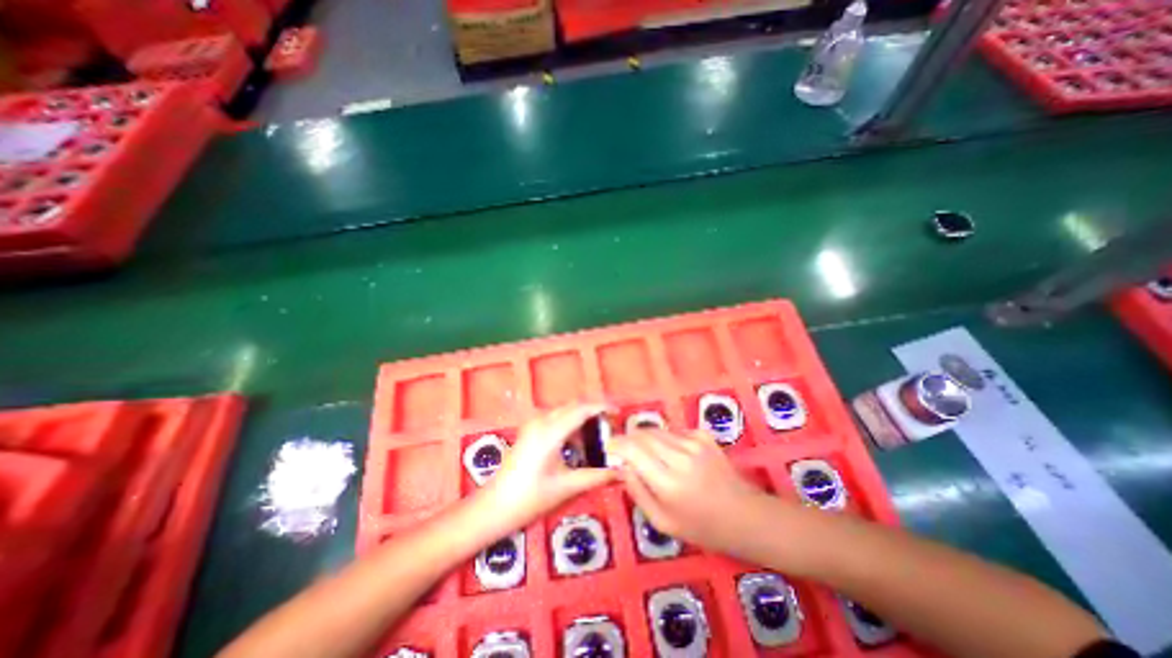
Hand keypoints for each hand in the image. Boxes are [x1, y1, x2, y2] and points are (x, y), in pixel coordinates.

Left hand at [482, 405, 616, 529]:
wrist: (494, 507)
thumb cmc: (530, 498)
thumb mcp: (567, 486)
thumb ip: (597, 476)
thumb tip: (623, 472)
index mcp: (551, 431)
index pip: (582, 409)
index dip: (602, 407)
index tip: (618, 413)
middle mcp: (542, 421)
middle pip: (573, 406)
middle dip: (593, 412)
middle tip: (611, 426)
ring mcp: (533, 424)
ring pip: (564, 411)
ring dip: (581, 418)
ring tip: (598, 436)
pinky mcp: (530, 431)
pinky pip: (555, 419)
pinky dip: (570, 425)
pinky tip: (577, 444)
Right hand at [609, 429, 776, 552]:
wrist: (745, 516)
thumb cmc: (702, 527)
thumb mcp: (663, 522)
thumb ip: (638, 492)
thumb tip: (621, 467)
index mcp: (668, 483)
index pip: (632, 449)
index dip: (616, 444)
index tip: (609, 447)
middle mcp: (679, 457)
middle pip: (642, 435)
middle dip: (628, 438)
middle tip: (624, 449)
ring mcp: (694, 443)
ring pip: (657, 431)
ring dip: (645, 438)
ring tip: (646, 453)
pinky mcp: (703, 436)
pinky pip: (674, 432)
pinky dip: (665, 439)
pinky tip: (671, 453)